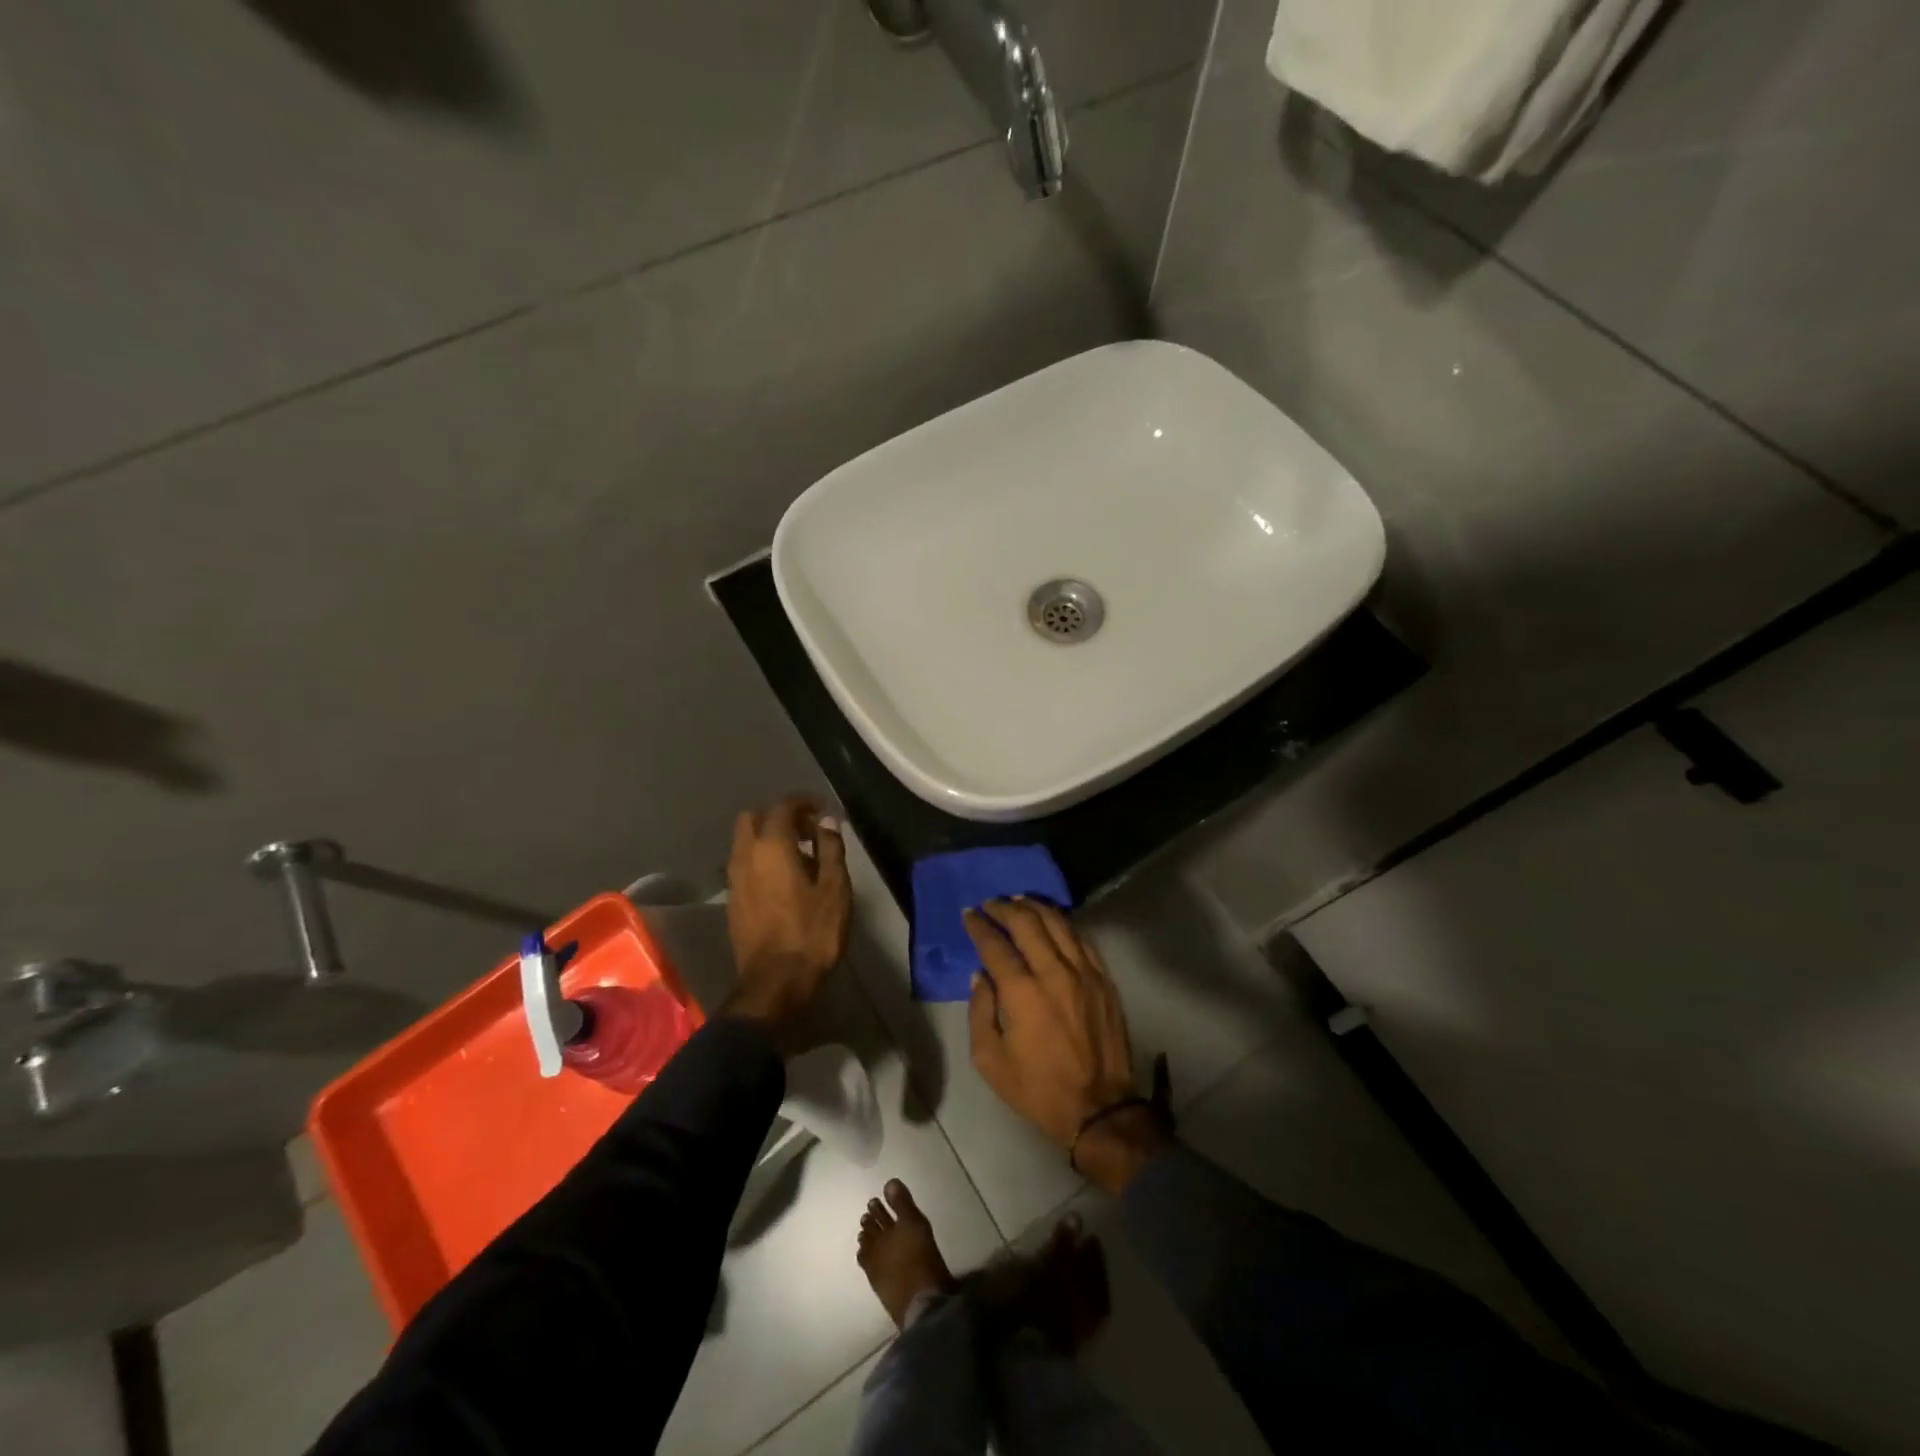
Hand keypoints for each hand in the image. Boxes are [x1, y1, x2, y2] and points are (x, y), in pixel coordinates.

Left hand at [722, 796, 850, 1048]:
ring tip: (799, 854)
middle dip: (779, 815)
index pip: (783, 807)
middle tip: (807, 829)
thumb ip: (830, 848)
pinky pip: (743, 863)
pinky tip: (783, 877)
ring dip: (768, 837)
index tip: (823, 809)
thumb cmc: (812, 932)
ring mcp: (734, 879)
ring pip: (744, 841)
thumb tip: (827, 822)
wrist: (775, 982)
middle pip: (753, 818)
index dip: (804, 801)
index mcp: (771, 846)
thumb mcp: (835, 888)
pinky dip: (761, 858)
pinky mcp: (732, 900)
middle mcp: (746, 856)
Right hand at [965, 900, 1165, 1190]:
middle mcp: (1054, 973)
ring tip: (1019, 901)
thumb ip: (980, 1012)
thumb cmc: (1038, 1088)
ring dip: (1035, 907)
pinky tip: (1052, 921)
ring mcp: (1085, 973)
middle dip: (1005, 908)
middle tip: (991, 904)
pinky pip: (1082, 938)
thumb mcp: (991, 1061)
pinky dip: (1063, 924)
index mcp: (1023, 993)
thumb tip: (980, 976)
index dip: (979, 926)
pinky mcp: (1104, 979)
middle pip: (1028, 923)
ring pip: (1058, 923)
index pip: (996, 945)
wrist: (1100, 1108)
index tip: (969, 914)